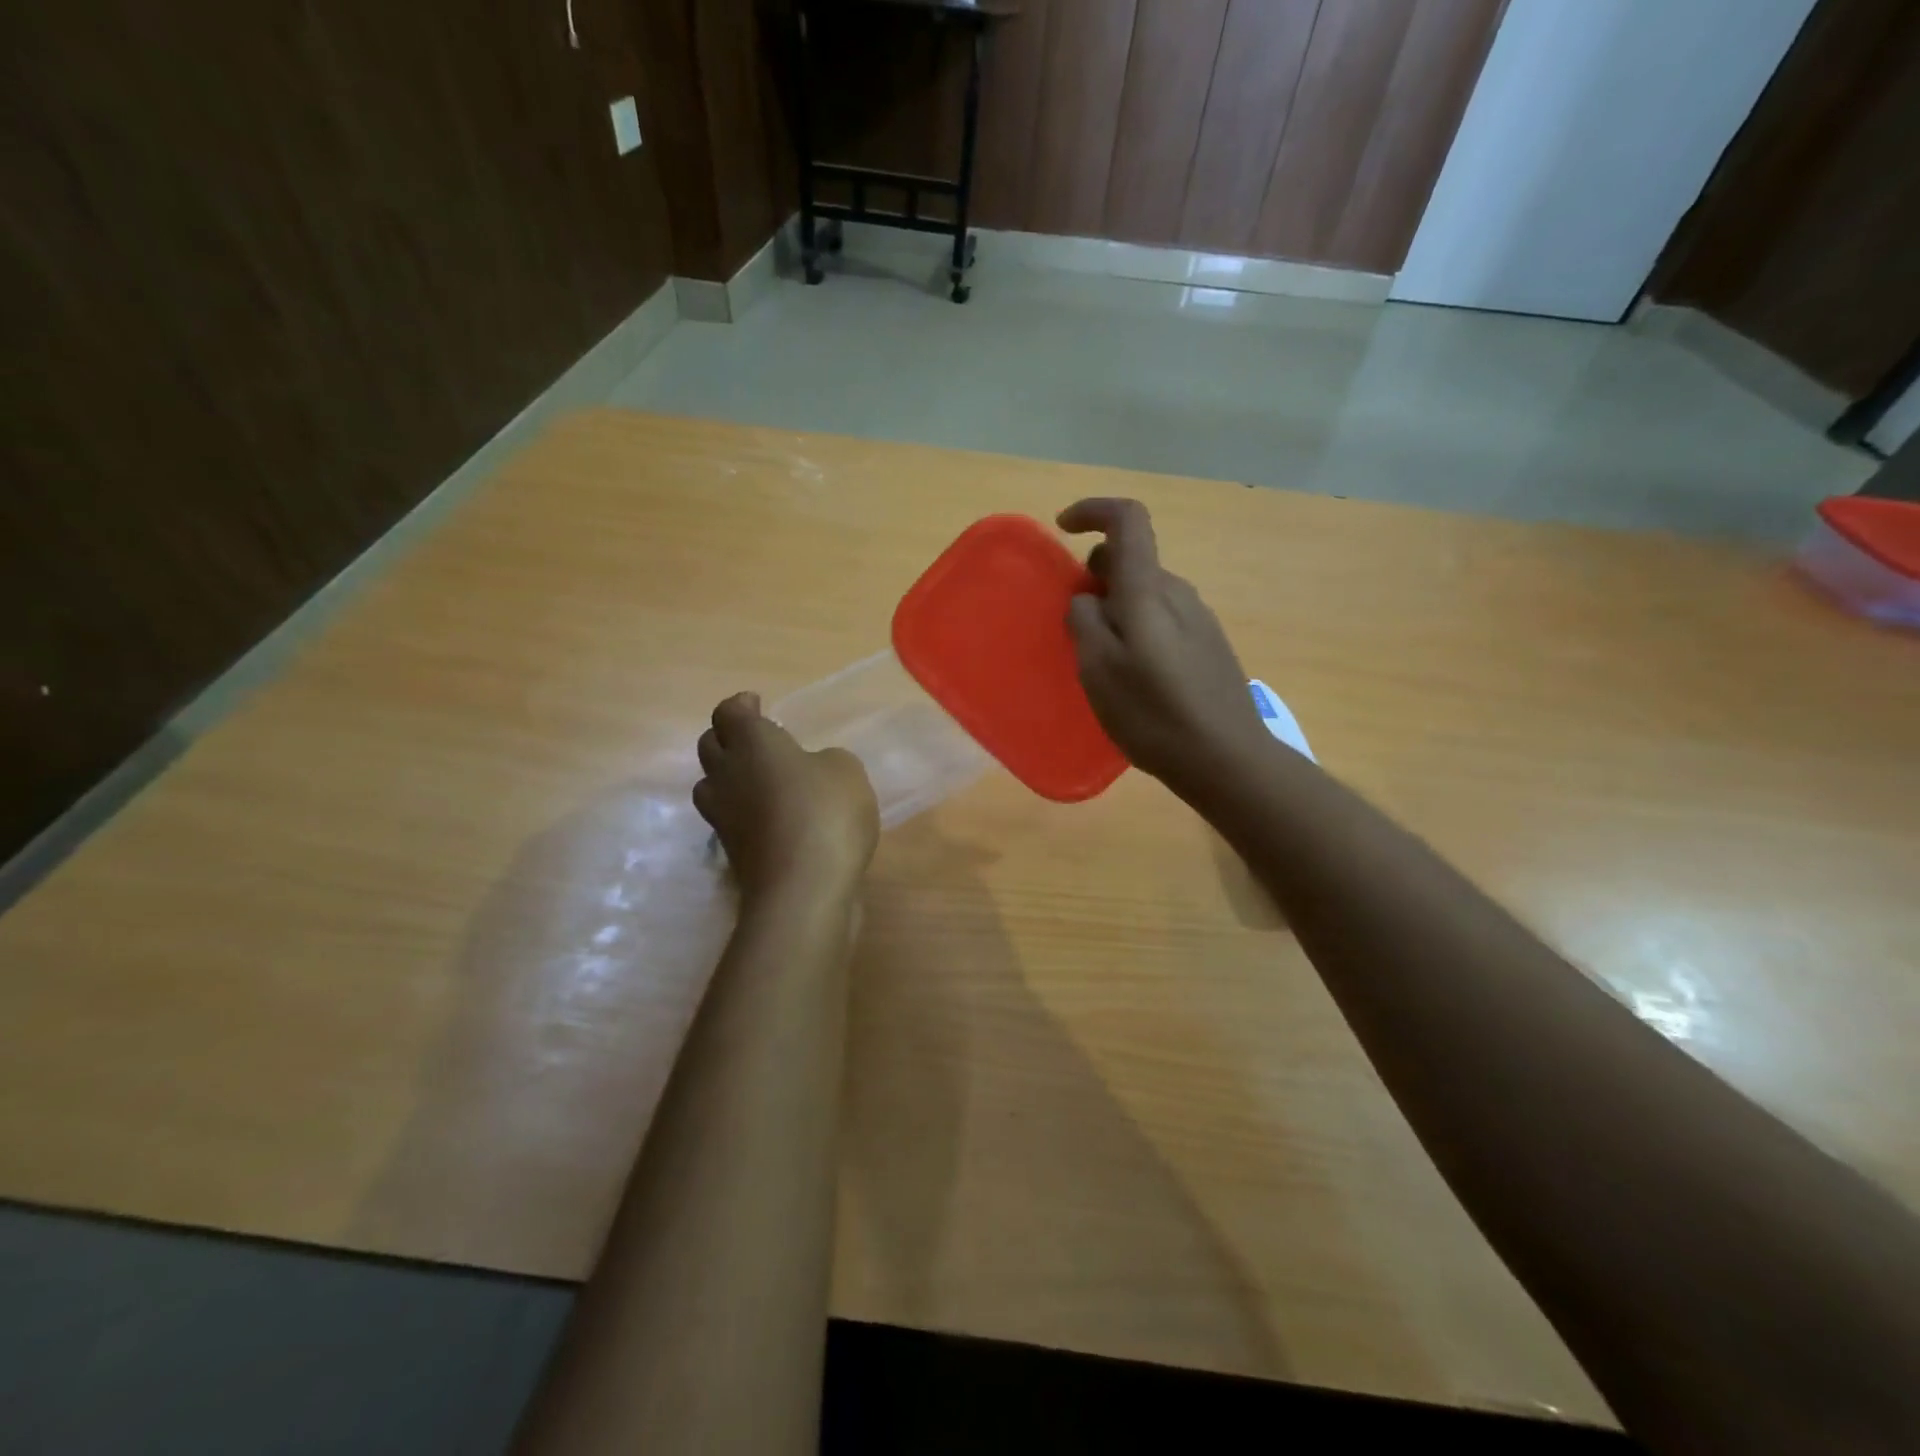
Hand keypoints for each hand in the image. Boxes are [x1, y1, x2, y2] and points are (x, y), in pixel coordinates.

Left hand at [693, 692, 879, 901]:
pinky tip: (774, 819)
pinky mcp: (732, 853)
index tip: (758, 705)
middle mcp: (727, 775)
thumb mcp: (846, 770)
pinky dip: (745, 813)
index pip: (729, 713)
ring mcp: (724, 817)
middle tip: (758, 742)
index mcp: (751, 743)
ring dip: (729, 777)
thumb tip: (811, 770)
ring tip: (760, 781)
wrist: (803, 890)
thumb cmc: (825, 813)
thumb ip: (826, 760)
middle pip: (710, 746)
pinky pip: (730, 820)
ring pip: (711, 785)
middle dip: (729, 738)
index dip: (742, 706)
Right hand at [1059, 498, 1268, 791]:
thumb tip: (1087, 598)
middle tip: (1073, 621)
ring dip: (1116, 607)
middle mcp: (1178, 593)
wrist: (1226, 758)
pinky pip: (1162, 619)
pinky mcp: (1209, 645)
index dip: (1093, 510)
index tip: (1062, 528)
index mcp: (1148, 590)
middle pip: (1132, 560)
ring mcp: (1199, 619)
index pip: (1128, 520)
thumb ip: (1085, 621)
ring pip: (1146, 592)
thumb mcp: (1099, 668)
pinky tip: (1133, 675)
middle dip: (1095, 574)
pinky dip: (1137, 628)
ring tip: (1100, 657)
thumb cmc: (1154, 713)